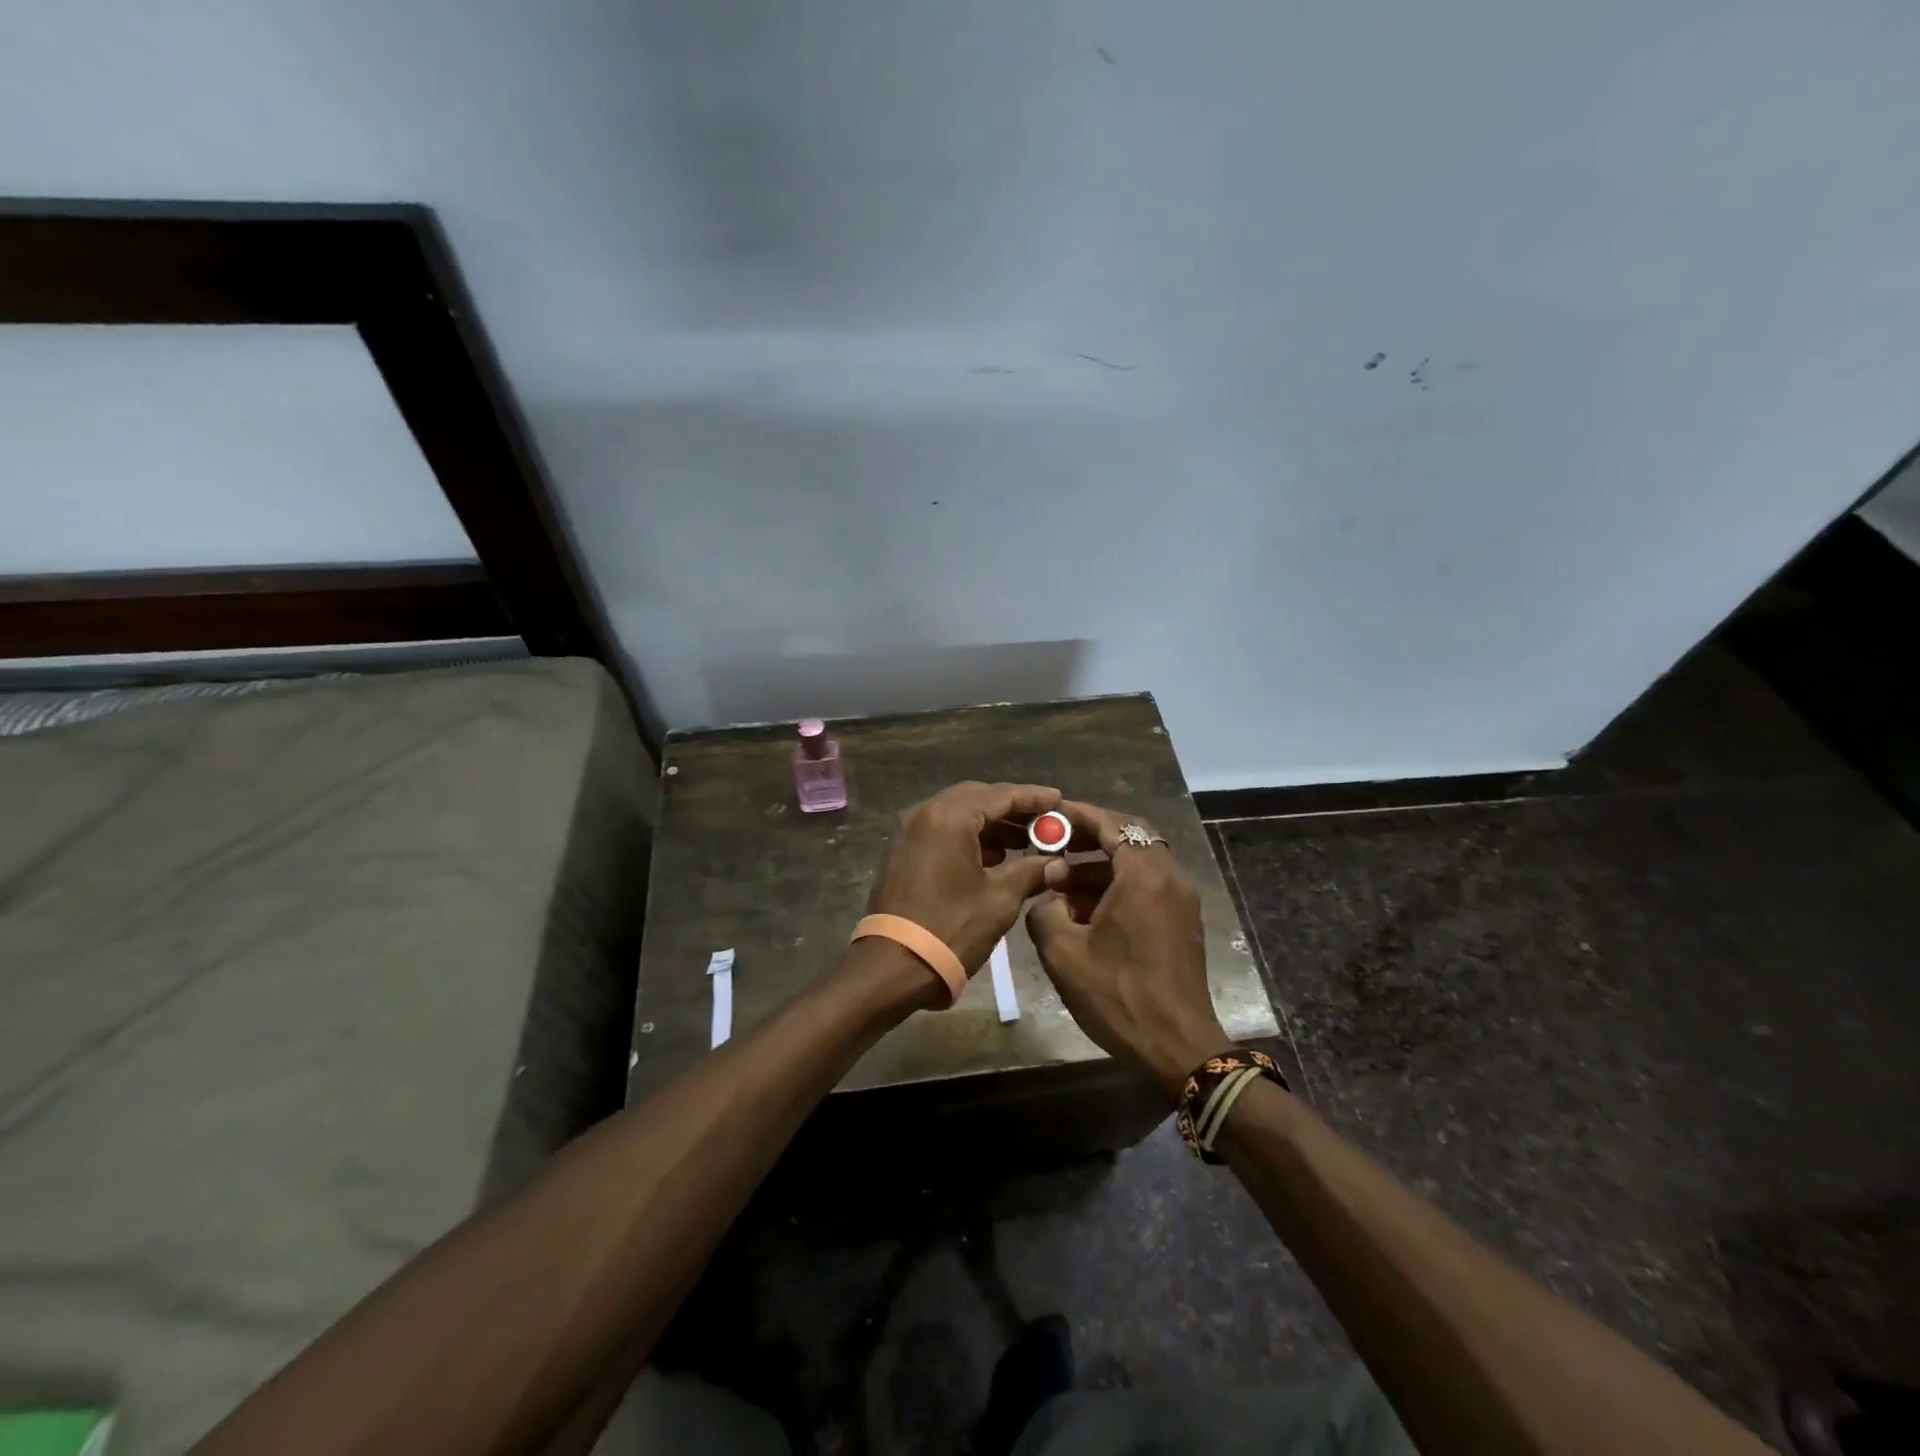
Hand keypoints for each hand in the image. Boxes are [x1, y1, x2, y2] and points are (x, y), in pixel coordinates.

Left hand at [866, 781, 1062, 977]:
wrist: (893, 966)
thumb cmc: (951, 929)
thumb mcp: (1000, 900)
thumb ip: (1030, 872)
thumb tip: (1056, 863)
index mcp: (949, 818)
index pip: (999, 795)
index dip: (1033, 797)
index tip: (1058, 800)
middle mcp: (924, 814)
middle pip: (977, 798)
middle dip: (1012, 809)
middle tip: (1044, 821)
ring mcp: (909, 832)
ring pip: (958, 814)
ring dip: (992, 824)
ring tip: (1027, 841)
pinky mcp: (902, 852)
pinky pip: (942, 831)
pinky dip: (970, 837)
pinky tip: (996, 856)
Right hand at [1025, 800, 1233, 1098]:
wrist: (1179, 1046)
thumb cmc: (1119, 996)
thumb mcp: (1063, 954)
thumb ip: (1044, 911)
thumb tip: (1048, 897)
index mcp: (1144, 876)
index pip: (1112, 824)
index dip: (1078, 815)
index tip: (1049, 814)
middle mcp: (1170, 877)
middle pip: (1129, 836)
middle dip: (1089, 836)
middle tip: (1053, 842)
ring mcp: (1182, 898)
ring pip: (1138, 861)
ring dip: (1100, 864)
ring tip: (1060, 882)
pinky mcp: (1184, 919)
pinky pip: (1148, 884)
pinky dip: (1118, 883)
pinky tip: (1086, 908)